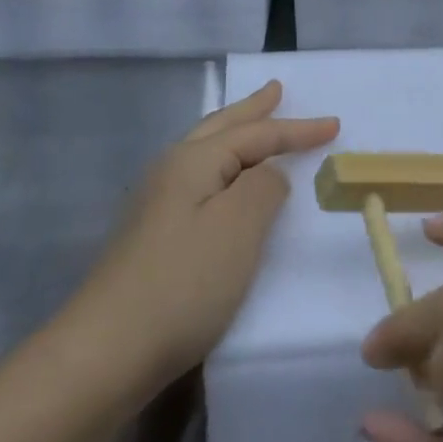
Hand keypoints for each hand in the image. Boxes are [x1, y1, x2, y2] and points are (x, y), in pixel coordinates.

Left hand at [90, 81, 337, 379]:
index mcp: (193, 161)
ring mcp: (156, 204)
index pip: (255, 134)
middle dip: (252, 110)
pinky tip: (222, 182)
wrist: (107, 351)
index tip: (335, 124)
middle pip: (220, 129)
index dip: (297, 129)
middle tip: (276, 90)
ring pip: (205, 152)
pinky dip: (222, 167)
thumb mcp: (239, 227)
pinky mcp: (152, 235)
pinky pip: (199, 180)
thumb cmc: (184, 283)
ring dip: (234, 134)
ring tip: (253, 123)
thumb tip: (267, 175)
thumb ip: (264, 187)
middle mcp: (170, 171)